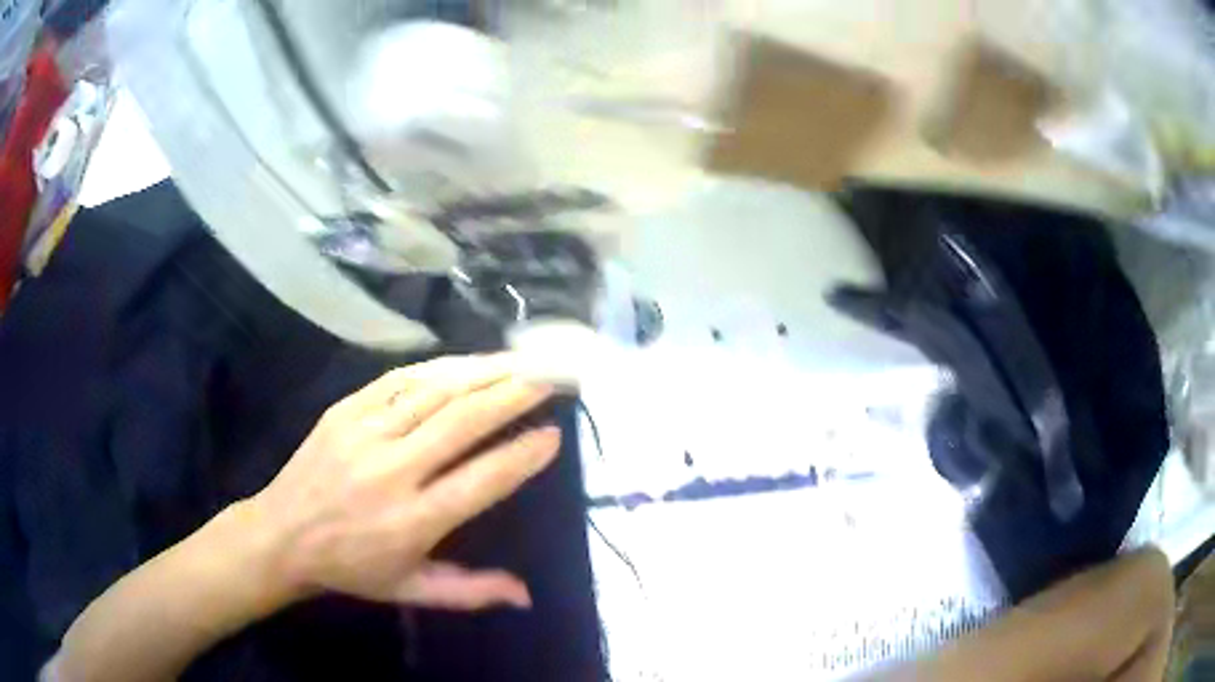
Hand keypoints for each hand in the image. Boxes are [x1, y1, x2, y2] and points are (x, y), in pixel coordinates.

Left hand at [244, 354, 559, 610]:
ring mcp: (365, 433)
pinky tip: (467, 362)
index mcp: (412, 522)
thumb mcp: (411, 590)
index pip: (482, 480)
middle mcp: (392, 471)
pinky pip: (400, 378)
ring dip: (484, 373)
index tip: (554, 435)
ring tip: (521, 362)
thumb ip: (471, 592)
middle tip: (551, 379)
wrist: (282, 535)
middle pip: (463, 422)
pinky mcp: (345, 410)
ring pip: (435, 391)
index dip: (523, 455)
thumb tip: (527, 595)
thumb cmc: (352, 568)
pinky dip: (441, 367)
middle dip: (513, 396)